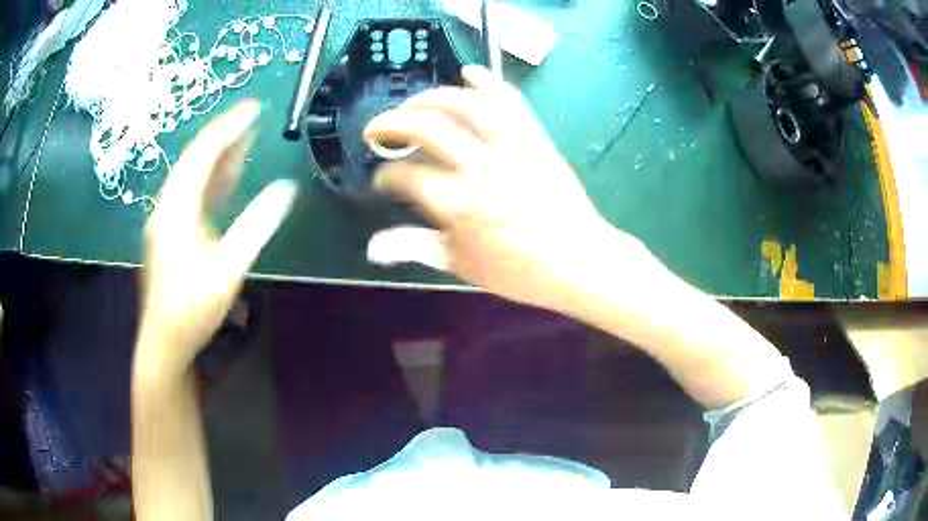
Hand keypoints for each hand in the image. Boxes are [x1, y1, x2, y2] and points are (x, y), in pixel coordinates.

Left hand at [137, 101, 296, 373]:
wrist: (165, 341)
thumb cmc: (193, 308)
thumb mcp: (228, 268)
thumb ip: (257, 226)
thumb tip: (287, 191)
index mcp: (176, 209)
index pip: (203, 155)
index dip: (228, 129)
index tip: (253, 109)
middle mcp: (167, 206)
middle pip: (195, 160)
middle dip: (224, 137)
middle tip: (251, 117)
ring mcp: (166, 219)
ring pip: (193, 177)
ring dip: (218, 158)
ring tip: (244, 139)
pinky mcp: (170, 233)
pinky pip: (192, 196)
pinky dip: (211, 182)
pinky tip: (227, 177)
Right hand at [364, 66, 644, 309]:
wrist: (580, 261)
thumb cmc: (521, 271)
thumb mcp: (463, 266)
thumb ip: (416, 248)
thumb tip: (373, 248)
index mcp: (461, 205)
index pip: (407, 177)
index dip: (385, 176)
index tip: (382, 179)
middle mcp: (482, 168)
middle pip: (428, 127)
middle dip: (393, 122)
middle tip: (378, 128)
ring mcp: (512, 148)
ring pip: (467, 104)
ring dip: (433, 96)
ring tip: (413, 102)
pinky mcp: (536, 140)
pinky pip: (511, 102)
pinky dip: (489, 82)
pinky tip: (469, 72)